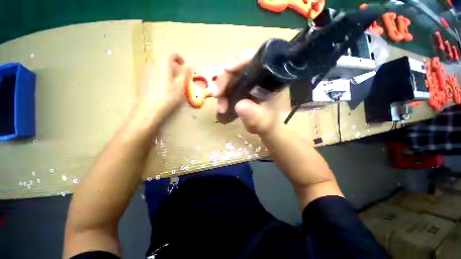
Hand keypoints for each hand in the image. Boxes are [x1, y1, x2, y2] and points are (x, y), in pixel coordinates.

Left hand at [137, 53, 191, 119]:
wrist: (150, 108)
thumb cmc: (168, 96)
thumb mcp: (181, 85)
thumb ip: (186, 73)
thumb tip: (190, 66)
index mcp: (163, 62)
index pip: (172, 53)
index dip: (181, 59)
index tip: (186, 68)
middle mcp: (152, 62)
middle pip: (165, 60)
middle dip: (175, 67)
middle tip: (181, 78)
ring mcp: (146, 70)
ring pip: (160, 66)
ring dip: (168, 71)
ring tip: (173, 84)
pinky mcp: (143, 78)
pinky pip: (154, 72)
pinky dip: (162, 75)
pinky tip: (164, 87)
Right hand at [215, 49, 279, 136]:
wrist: (267, 128)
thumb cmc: (268, 123)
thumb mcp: (263, 122)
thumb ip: (254, 116)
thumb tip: (239, 105)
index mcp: (269, 79)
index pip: (256, 59)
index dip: (241, 60)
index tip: (227, 69)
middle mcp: (257, 76)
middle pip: (238, 67)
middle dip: (225, 80)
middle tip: (217, 95)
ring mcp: (247, 82)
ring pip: (230, 77)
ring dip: (222, 90)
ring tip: (221, 108)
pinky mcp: (241, 88)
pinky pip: (228, 86)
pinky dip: (223, 95)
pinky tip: (222, 107)